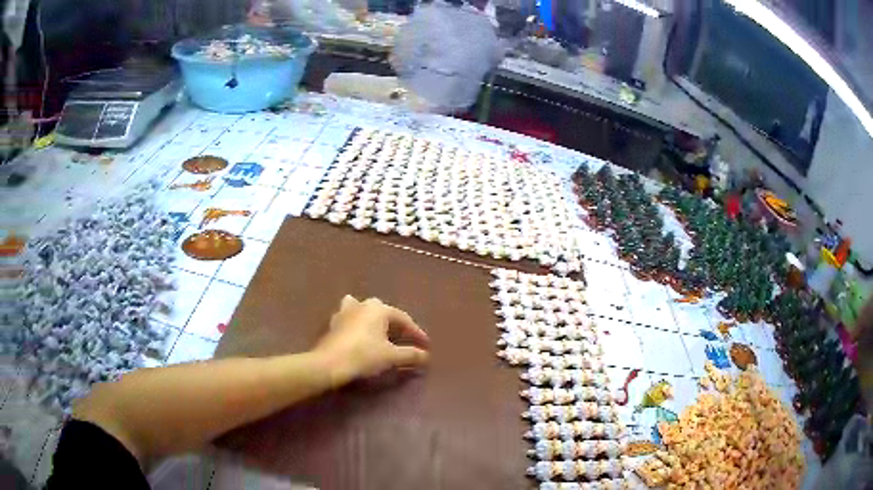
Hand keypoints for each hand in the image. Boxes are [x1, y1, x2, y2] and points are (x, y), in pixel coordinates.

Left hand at [314, 296, 429, 384]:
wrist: (329, 363)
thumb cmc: (364, 355)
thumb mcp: (391, 356)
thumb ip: (410, 354)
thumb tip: (426, 356)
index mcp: (378, 308)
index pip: (403, 319)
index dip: (416, 333)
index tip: (425, 345)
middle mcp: (362, 304)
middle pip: (384, 314)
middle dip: (396, 326)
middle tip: (407, 340)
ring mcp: (345, 312)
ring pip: (365, 313)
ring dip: (375, 322)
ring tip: (382, 334)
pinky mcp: (334, 324)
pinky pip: (353, 322)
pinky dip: (360, 328)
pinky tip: (361, 337)